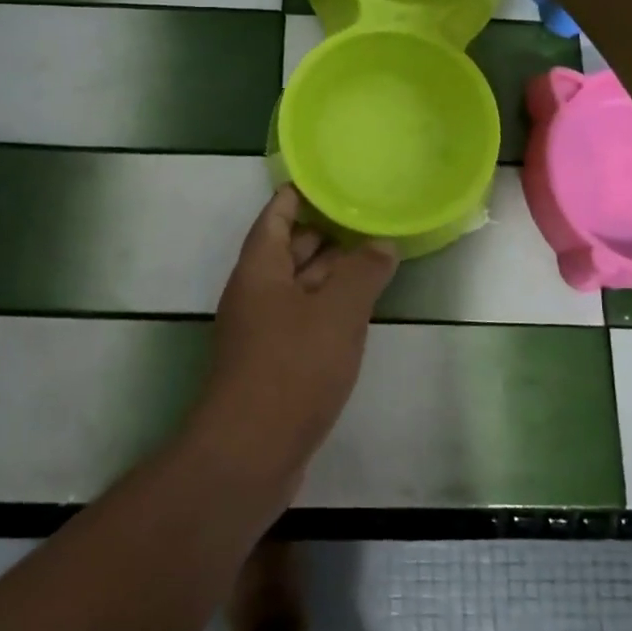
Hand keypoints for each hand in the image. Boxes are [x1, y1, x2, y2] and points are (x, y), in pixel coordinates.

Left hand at [193, 186, 397, 488]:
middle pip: (286, 250)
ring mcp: (262, 331)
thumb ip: (362, 273)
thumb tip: (381, 244)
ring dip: (329, 272)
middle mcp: (255, 294)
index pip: (275, 215)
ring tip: (371, 256)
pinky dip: (327, 307)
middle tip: (364, 215)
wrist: (250, 452)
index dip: (298, 194)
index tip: (328, 178)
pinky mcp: (273, 363)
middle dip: (322, 232)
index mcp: (260, 269)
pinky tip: (357, 311)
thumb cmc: (292, 368)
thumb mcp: (337, 313)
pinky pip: (302, 319)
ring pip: (297, 287)